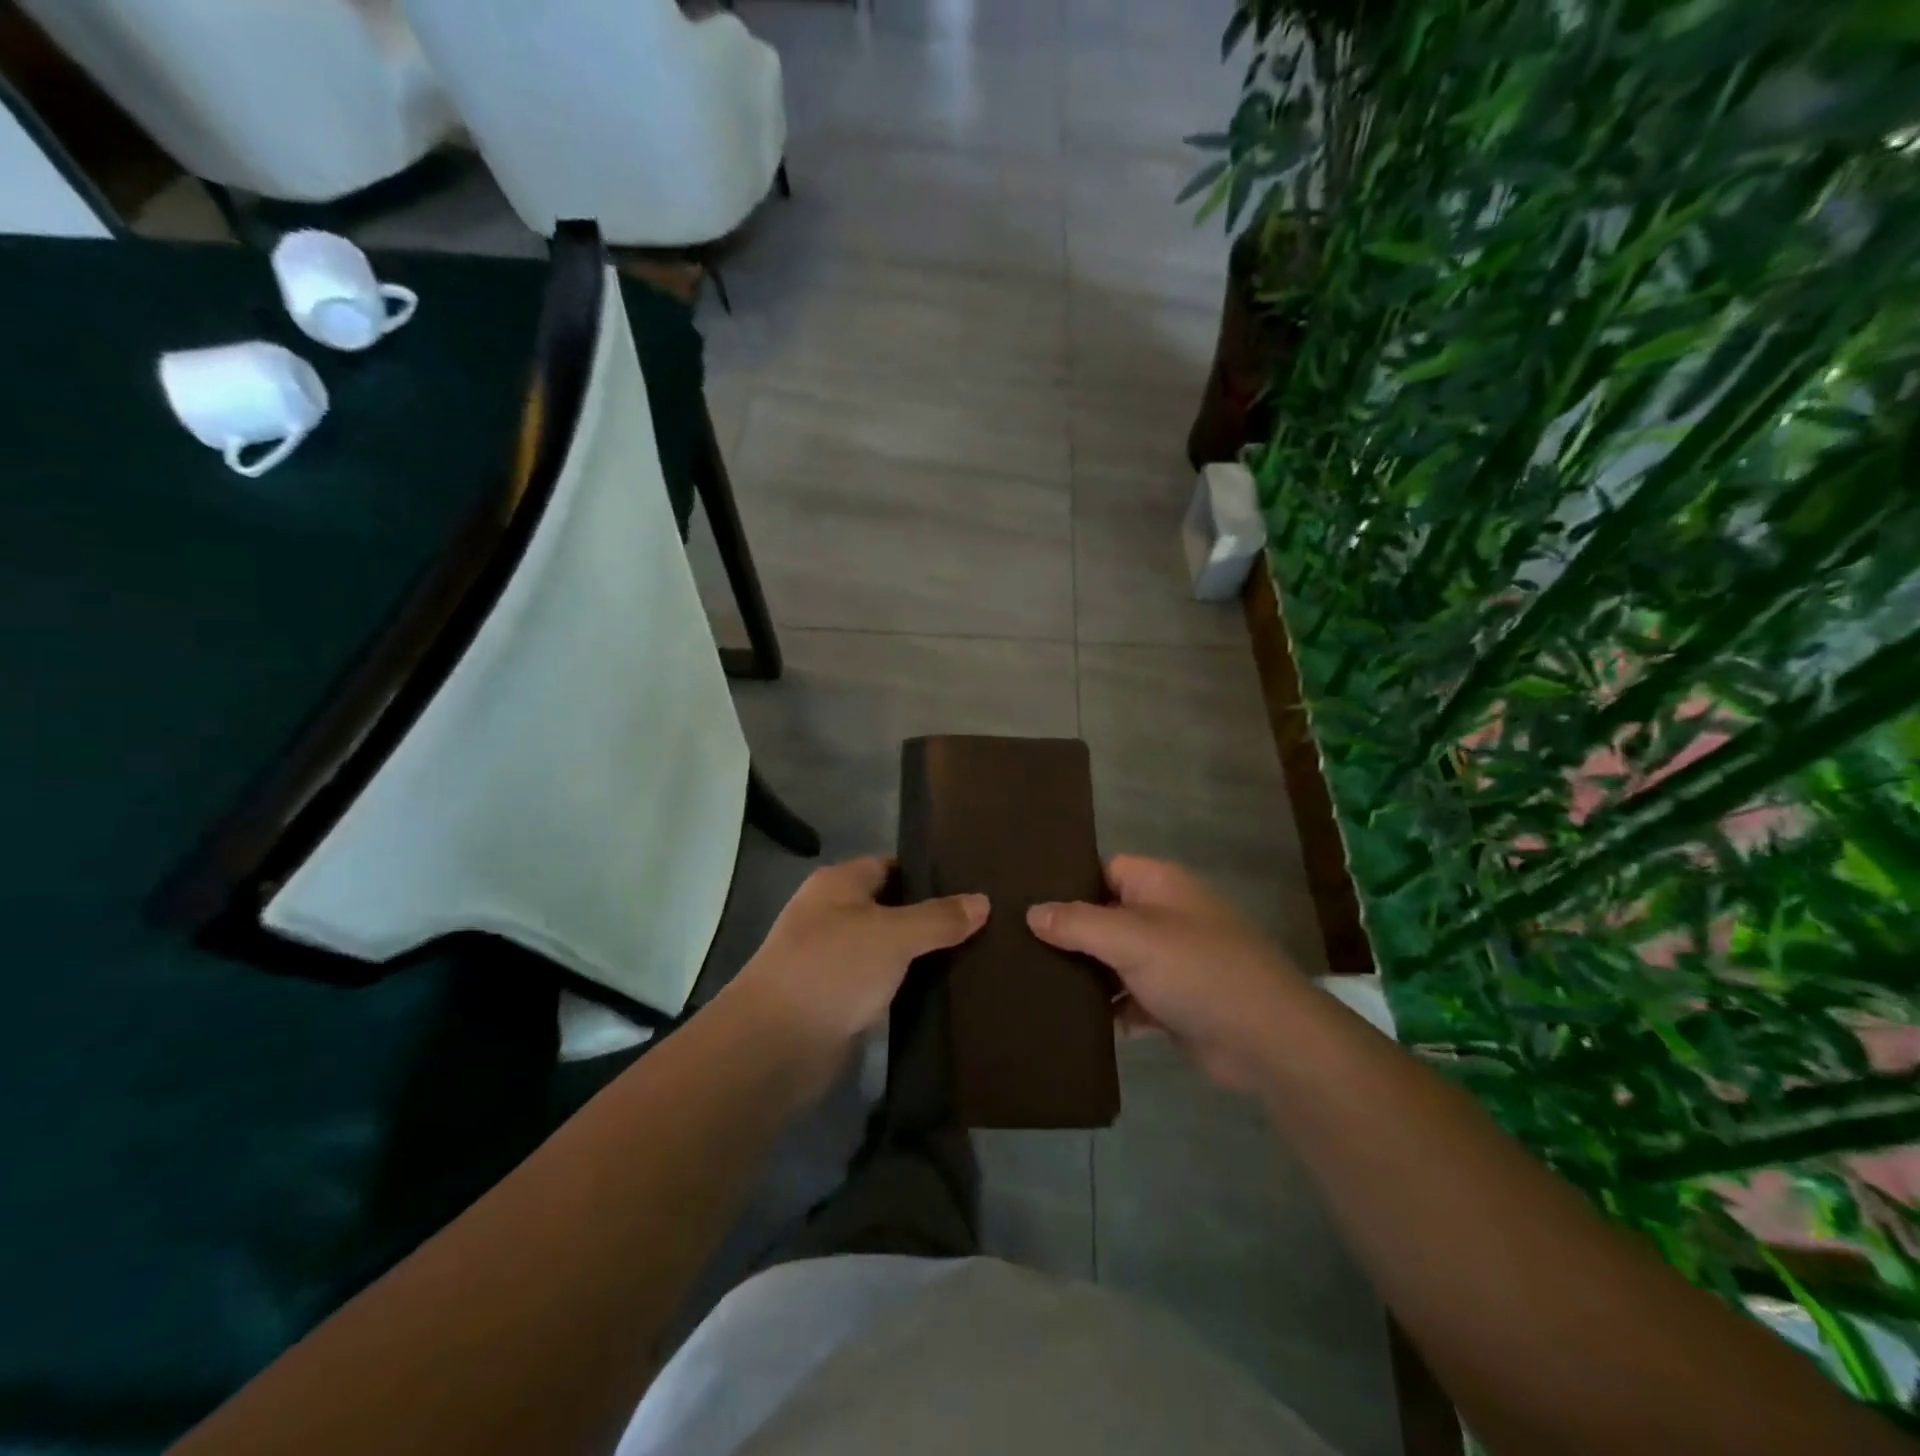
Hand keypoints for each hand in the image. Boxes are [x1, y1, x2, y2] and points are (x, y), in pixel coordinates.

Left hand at [724, 856, 987, 1086]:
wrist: (776, 1045)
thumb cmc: (833, 969)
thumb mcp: (893, 934)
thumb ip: (939, 917)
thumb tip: (983, 901)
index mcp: (838, 885)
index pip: (890, 866)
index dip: (928, 873)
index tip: (971, 885)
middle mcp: (833, 916)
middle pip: (892, 908)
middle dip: (932, 917)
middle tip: (985, 924)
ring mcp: (834, 961)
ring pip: (889, 950)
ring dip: (922, 957)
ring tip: (977, 956)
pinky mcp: (839, 1001)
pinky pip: (883, 986)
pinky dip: (908, 988)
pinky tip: (947, 993)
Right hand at [1028, 855, 1308, 1094]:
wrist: (1266, 1041)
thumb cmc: (1198, 970)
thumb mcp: (1132, 938)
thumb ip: (1078, 923)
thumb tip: (1032, 912)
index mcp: (1159, 884)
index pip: (1102, 870)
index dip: (1066, 882)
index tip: (1022, 900)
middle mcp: (1163, 916)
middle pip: (1104, 916)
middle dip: (1068, 933)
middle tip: (1014, 945)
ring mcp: (1169, 960)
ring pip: (1113, 960)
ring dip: (1083, 974)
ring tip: (1027, 981)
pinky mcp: (1170, 1002)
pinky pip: (1126, 998)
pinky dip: (1105, 1008)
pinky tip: (1066, 1019)